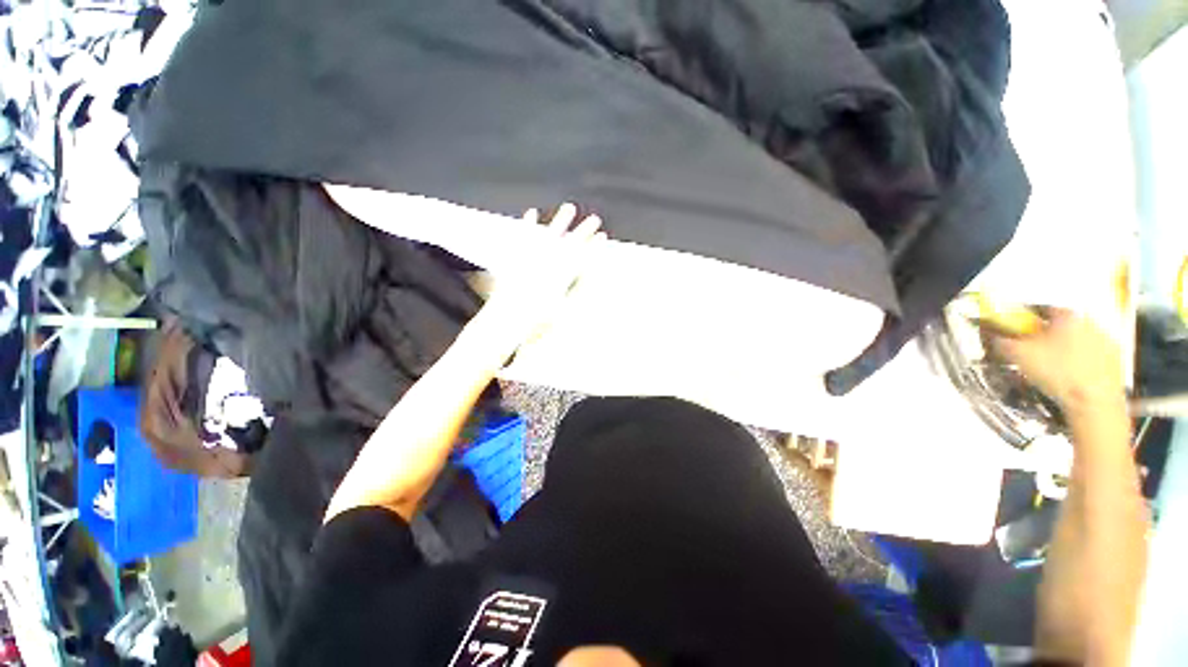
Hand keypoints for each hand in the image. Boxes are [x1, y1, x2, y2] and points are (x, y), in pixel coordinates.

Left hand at [481, 203, 603, 354]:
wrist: (506, 319)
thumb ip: (576, 297)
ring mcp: (531, 258)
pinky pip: (523, 237)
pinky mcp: (515, 258)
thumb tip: (590, 284)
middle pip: (570, 241)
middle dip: (584, 229)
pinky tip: (532, 212)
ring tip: (569, 207)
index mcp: (561, 277)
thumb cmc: (535, 320)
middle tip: (595, 218)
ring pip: (550, 233)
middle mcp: (548, 263)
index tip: (603, 236)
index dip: (594, 245)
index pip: (582, 257)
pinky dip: (528, 224)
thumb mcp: (562, 313)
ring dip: (561, 220)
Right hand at [993, 309, 1125, 413]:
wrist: (1095, 402)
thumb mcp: (1018, 355)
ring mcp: (1107, 343)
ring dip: (1065, 349)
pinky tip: (1069, 378)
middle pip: (1063, 325)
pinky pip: (1092, 357)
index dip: (1027, 318)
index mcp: (1068, 316)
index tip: (1017, 329)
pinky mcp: (1116, 363)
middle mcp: (1090, 323)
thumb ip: (1003, 341)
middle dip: (1048, 335)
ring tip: (1051, 367)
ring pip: (1079, 341)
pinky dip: (1080, 364)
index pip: (1043, 308)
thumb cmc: (1057, 372)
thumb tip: (996, 337)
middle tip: (1033, 349)